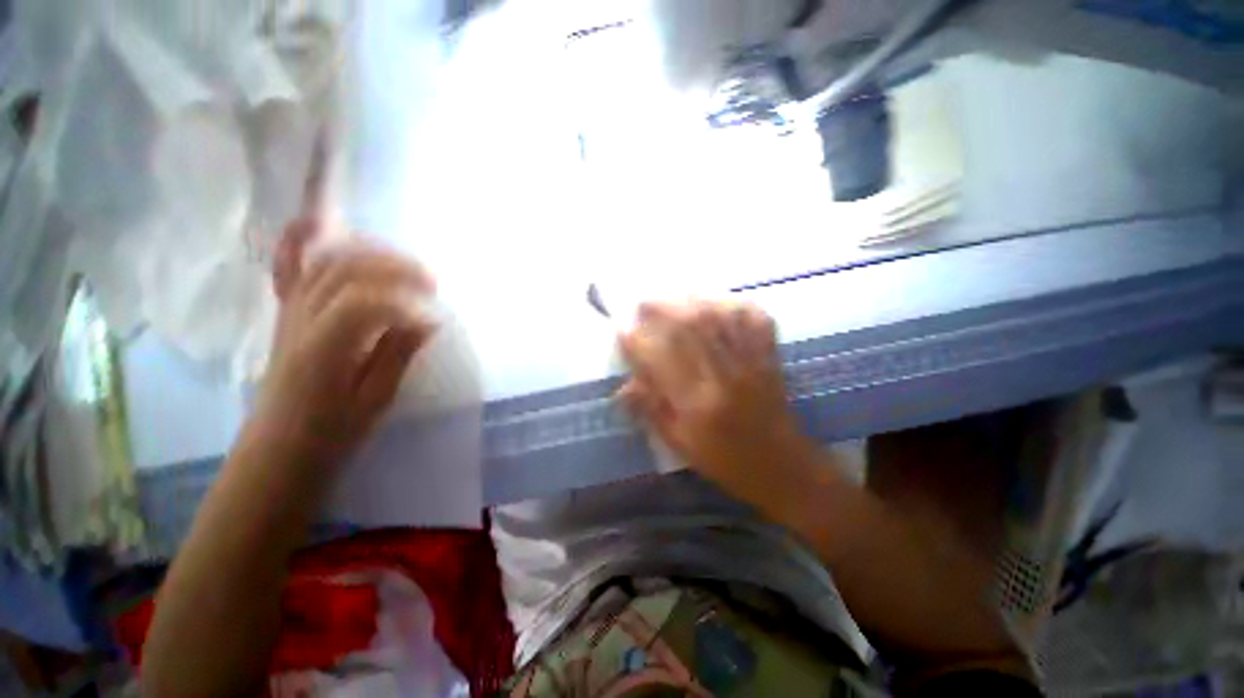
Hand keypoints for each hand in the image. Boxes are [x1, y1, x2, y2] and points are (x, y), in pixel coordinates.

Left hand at [254, 217, 436, 465]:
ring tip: (407, 266)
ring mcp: (289, 311)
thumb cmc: (332, 432)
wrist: (279, 447)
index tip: (434, 319)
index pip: (359, 304)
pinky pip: (291, 265)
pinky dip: (304, 237)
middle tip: (431, 284)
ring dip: (371, 253)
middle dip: (394, 268)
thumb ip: (398, 354)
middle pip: (342, 270)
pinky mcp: (288, 310)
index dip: (403, 303)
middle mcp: (298, 321)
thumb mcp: (375, 401)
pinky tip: (325, 221)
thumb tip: (429, 318)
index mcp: (320, 352)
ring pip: (324, 261)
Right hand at [618, 300, 813, 504]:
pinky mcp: (769, 357)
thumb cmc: (725, 460)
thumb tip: (623, 387)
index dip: (637, 342)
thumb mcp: (680, 444)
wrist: (782, 466)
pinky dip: (734, 304)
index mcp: (698, 405)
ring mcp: (751, 363)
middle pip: (691, 328)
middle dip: (662, 309)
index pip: (660, 361)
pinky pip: (754, 320)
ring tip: (674, 298)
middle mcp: (724, 377)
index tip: (621, 330)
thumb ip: (651, 411)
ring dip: (693, 300)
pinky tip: (718, 301)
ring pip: (720, 317)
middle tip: (643, 303)